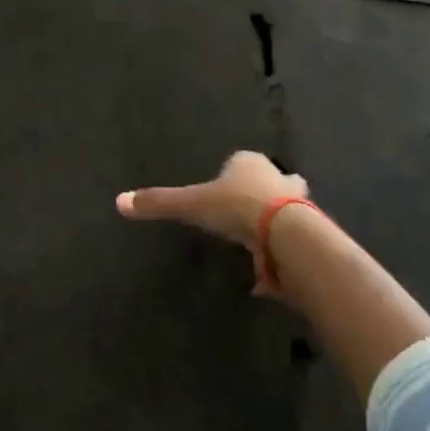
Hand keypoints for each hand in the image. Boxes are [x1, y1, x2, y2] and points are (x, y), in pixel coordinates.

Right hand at [116, 150, 309, 249]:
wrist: (286, 233)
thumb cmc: (236, 207)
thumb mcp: (191, 204)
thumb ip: (159, 203)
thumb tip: (119, 201)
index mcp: (248, 162)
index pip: (237, 162)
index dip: (229, 176)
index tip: (219, 194)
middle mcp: (276, 175)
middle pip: (268, 181)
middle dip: (261, 193)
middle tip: (245, 212)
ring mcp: (298, 201)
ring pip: (287, 206)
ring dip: (276, 220)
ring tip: (259, 242)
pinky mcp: (310, 230)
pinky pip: (293, 238)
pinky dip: (282, 250)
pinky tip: (269, 268)